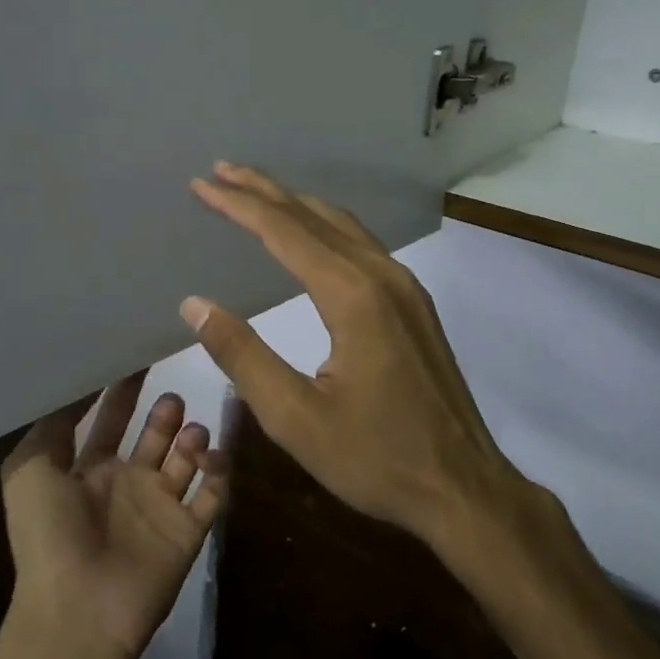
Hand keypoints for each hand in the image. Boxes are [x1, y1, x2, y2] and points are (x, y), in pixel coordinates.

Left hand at [1, 375, 227, 658]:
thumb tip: (80, 381)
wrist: (76, 611)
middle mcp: (127, 483)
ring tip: (189, 434)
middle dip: (165, 412)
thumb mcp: (29, 470)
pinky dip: (219, 471)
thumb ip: (53, 423)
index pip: (111, 418)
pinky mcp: (187, 531)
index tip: (140, 354)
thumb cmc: (47, 534)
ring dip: (192, 437)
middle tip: (171, 399)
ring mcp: (159, 507)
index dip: (123, 389)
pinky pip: (213, 494)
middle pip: (155, 434)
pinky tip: (212, 455)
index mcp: (88, 469)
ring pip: (187, 459)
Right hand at [180, 162, 523, 553]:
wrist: (464, 488)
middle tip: (221, 170)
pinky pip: (362, 245)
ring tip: (257, 192)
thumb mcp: (295, 418)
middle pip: (315, 216)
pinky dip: (325, 227)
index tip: (202, 184)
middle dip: (265, 191)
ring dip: (296, 204)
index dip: (239, 205)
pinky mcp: (415, 304)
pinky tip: (311, 234)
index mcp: (353, 296)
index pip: (284, 232)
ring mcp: (406, 287)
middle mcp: (383, 276)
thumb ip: (243, 356)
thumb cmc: (377, 459)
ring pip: (343, 226)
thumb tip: (195, 304)